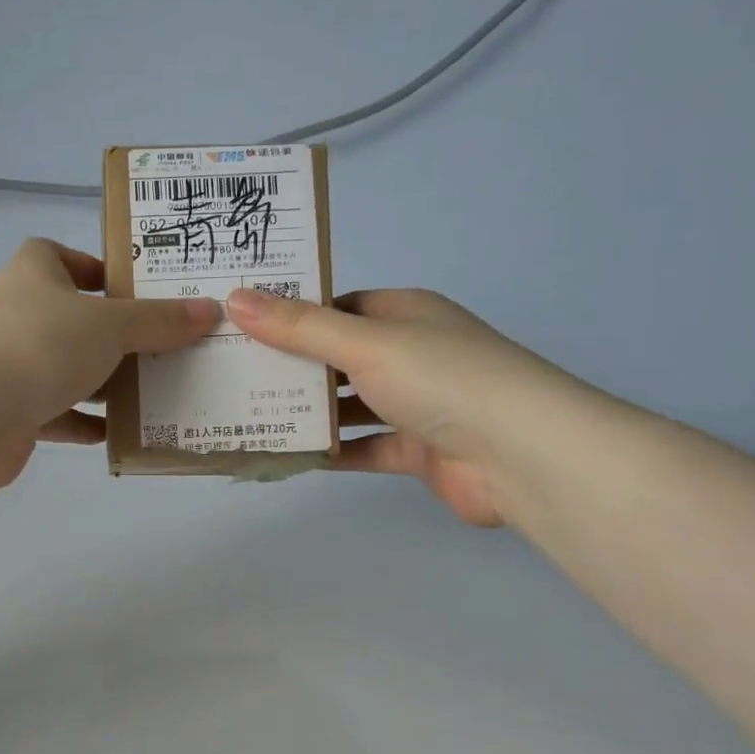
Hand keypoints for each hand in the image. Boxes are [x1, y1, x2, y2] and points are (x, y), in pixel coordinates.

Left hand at [0, 239, 218, 487]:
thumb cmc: (41, 343)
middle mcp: (18, 318)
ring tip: (154, 393)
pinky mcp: (11, 416)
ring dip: (103, 384)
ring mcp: (11, 369)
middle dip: (112, 335)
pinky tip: (121, 434)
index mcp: (34, 277)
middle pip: (70, 320)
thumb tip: (209, 310)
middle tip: (163, 348)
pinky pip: (57, 417)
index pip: (57, 257)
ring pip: (66, 372)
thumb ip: (158, 321)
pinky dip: (85, 425)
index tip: (129, 288)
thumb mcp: (110, 325)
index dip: (91, 267)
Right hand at [225, 285, 593, 526]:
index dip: (293, 315)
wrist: (520, 454)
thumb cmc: (441, 378)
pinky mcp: (418, 450)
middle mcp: (411, 354)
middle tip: (234, 375)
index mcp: (405, 314)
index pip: (340, 307)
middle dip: (294, 367)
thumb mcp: (364, 343)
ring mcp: (416, 404)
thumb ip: (299, 327)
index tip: (243, 328)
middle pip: (340, 357)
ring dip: (310, 412)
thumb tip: (236, 298)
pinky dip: (333, 451)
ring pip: (351, 405)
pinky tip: (290, 455)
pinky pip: (365, 447)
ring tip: (250, 415)